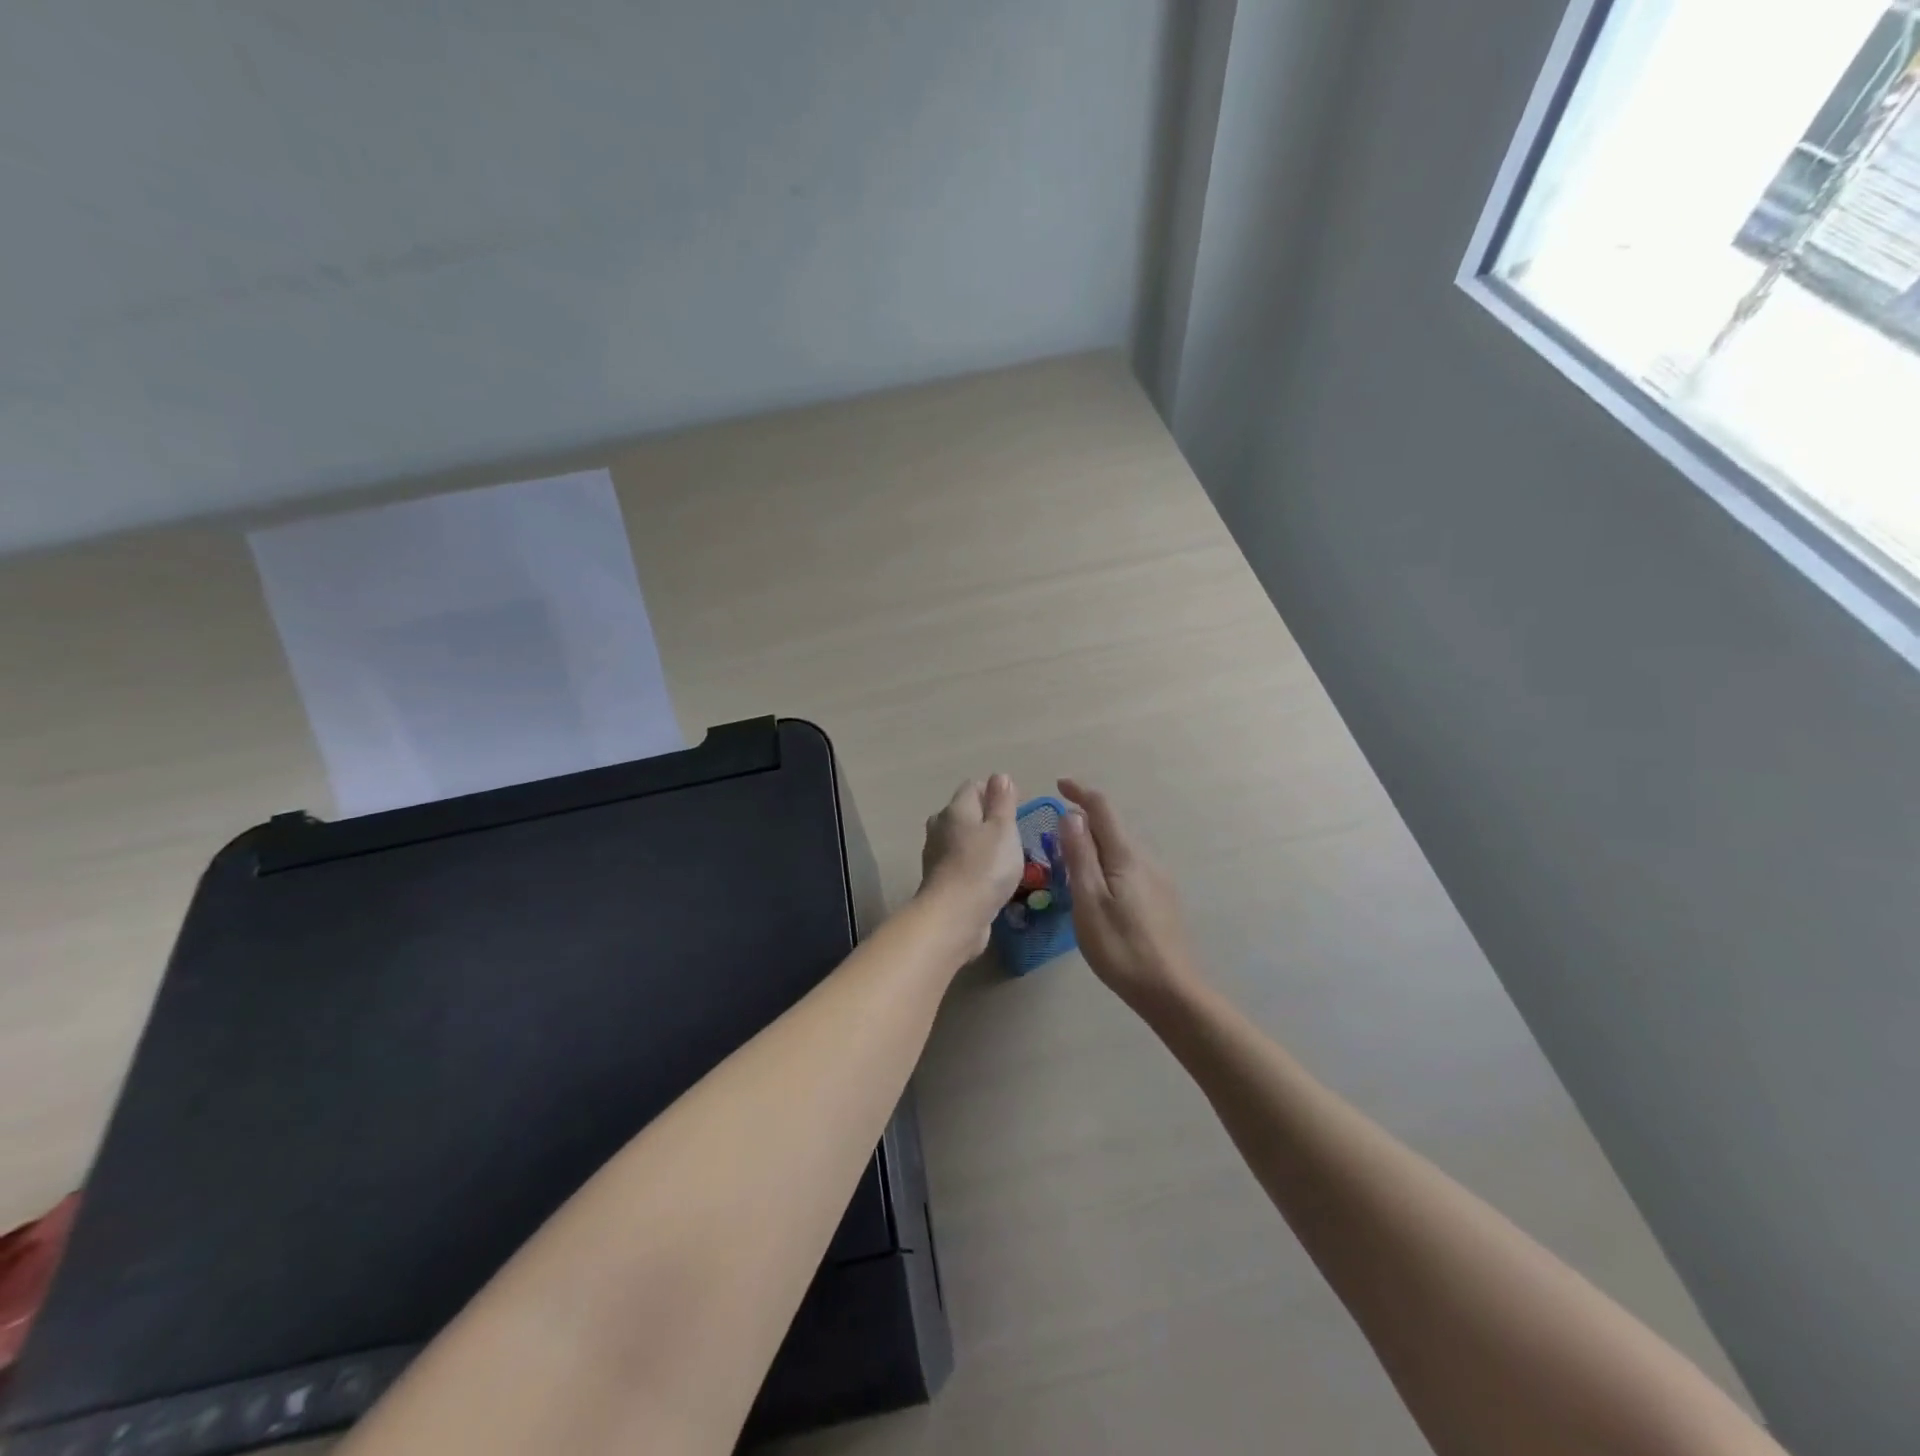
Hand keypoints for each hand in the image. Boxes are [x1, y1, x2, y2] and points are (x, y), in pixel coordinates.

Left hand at [918, 775, 1024, 954]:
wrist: (954, 916)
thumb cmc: (985, 866)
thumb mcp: (1003, 829)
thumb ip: (1002, 802)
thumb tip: (1000, 776)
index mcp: (955, 809)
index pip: (972, 787)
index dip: (994, 792)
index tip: (1016, 807)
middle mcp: (940, 826)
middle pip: (964, 812)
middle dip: (986, 818)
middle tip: (1012, 833)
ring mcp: (935, 854)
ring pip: (960, 839)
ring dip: (979, 843)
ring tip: (1003, 857)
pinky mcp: (938, 880)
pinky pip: (958, 863)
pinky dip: (972, 865)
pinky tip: (988, 878)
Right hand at [1057, 779, 1201, 1015]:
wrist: (1171, 990)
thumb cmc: (1121, 947)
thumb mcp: (1089, 901)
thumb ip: (1080, 856)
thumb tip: (1071, 815)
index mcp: (1126, 856)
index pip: (1102, 808)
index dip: (1080, 792)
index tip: (1058, 785)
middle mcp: (1146, 859)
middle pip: (1112, 828)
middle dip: (1084, 823)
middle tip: (1053, 840)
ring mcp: (1158, 879)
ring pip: (1121, 850)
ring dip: (1095, 846)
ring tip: (1070, 867)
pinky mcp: (1162, 899)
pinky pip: (1130, 868)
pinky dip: (1108, 865)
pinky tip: (1099, 892)